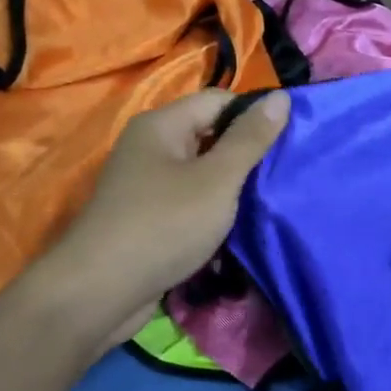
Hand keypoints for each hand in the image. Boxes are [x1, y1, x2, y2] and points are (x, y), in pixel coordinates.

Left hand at [21, 88, 289, 353]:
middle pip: (209, 137)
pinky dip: (210, 216)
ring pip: (201, 176)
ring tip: (267, 204)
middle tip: (284, 176)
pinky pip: (188, 206)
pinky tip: (235, 232)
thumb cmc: (164, 225)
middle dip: (245, 156)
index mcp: (161, 125)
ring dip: (230, 191)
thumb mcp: (217, 179)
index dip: (254, 116)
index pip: (218, 101)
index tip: (290, 141)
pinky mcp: (146, 220)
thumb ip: (250, 139)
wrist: (100, 292)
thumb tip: (281, 98)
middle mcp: (149, 148)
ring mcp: (144, 186)